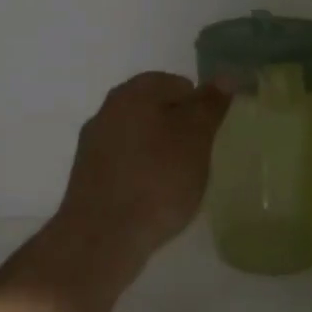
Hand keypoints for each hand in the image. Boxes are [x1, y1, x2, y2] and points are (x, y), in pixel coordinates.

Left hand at [53, 72, 230, 269]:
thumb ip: (210, 104)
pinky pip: (124, 162)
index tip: (211, 138)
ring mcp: (93, 142)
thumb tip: (224, 75)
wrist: (103, 236)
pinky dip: (141, 172)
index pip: (178, 84)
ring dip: (159, 151)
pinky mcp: (87, 174)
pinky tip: (153, 197)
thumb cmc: (157, 180)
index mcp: (134, 92)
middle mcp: (108, 109)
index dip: (200, 108)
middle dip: (179, 129)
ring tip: (178, 182)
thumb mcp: (196, 138)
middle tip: (199, 159)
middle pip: (155, 108)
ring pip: (139, 136)